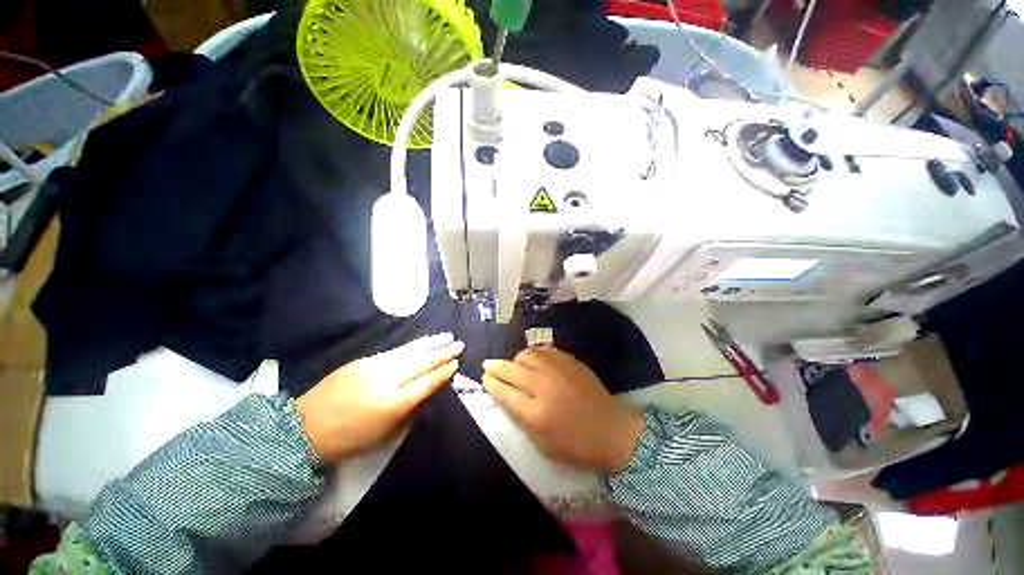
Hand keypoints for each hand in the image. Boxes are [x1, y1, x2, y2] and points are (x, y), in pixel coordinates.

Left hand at [296, 333, 463, 464]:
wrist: (303, 429)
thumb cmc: (349, 440)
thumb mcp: (385, 435)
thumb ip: (411, 411)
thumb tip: (428, 391)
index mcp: (392, 404)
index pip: (425, 383)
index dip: (442, 372)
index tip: (456, 363)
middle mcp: (385, 380)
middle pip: (420, 363)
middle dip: (442, 353)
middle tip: (459, 344)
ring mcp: (372, 367)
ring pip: (409, 352)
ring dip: (430, 344)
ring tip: (446, 337)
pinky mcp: (362, 361)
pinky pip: (394, 351)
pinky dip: (412, 346)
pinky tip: (422, 342)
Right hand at [482, 346, 643, 474]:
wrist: (612, 430)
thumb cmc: (576, 445)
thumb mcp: (542, 444)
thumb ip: (521, 419)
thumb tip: (506, 397)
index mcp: (535, 413)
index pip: (504, 392)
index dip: (491, 383)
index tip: (485, 378)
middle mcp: (544, 386)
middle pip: (511, 370)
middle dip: (495, 367)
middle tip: (488, 365)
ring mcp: (558, 370)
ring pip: (527, 354)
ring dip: (516, 359)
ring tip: (515, 365)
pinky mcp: (570, 361)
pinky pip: (545, 350)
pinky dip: (534, 353)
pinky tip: (534, 359)